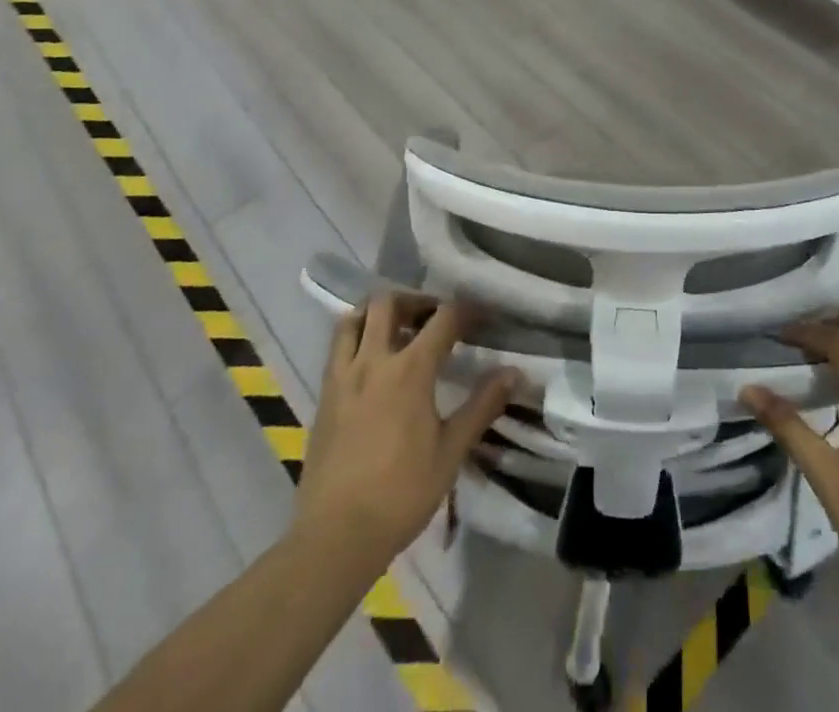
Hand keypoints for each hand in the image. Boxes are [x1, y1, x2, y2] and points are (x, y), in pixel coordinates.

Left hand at [295, 293, 518, 574]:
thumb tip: (513, 372)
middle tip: (434, 318)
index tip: (481, 315)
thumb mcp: (451, 452)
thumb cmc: (401, 494)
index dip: (466, 310)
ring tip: (397, 329)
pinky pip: (338, 348)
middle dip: (416, 301)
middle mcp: (373, 361)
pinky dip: (356, 338)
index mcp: (410, 370)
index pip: (443, 318)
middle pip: (389, 303)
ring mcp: (343, 377)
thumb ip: (482, 406)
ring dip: (377, 313)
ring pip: (353, 319)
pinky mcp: (324, 396)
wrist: (335, 537)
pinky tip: (372, 363)